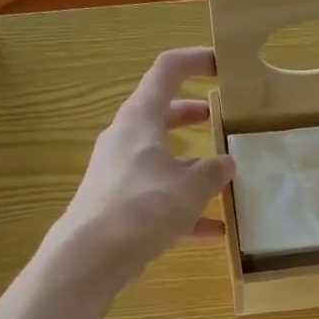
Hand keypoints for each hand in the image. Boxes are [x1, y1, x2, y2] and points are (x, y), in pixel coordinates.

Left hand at [51, 46, 233, 287]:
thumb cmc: (143, 208)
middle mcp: (126, 140)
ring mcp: (120, 174)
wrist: (92, 256)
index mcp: (140, 119)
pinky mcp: (120, 207)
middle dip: (192, 114)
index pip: (166, 72)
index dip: (194, 61)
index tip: (222, 64)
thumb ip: (213, 173)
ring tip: (225, 175)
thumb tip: (226, 164)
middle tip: (222, 117)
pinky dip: (184, 208)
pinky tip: (214, 230)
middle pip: (162, 115)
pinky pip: (159, 199)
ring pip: (161, 159)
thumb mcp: (190, 188)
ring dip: (191, 164)